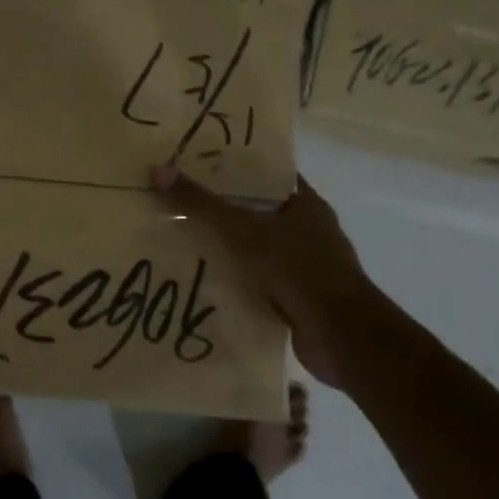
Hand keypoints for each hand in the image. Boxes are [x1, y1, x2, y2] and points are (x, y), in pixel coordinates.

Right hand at [151, 165, 388, 391]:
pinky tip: (203, 280)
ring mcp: (305, 267)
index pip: (268, 176)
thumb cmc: (297, 268)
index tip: (199, 165)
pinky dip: (236, 281)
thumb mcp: (242, 230)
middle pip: (260, 212)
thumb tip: (158, 170)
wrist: (340, 334)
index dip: (236, 168)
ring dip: (228, 248)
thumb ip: (201, 203)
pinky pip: (259, 282)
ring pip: (258, 249)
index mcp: (306, 204)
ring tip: (183, 239)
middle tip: (181, 201)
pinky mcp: (297, 299)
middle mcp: (309, 231)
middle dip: (224, 210)